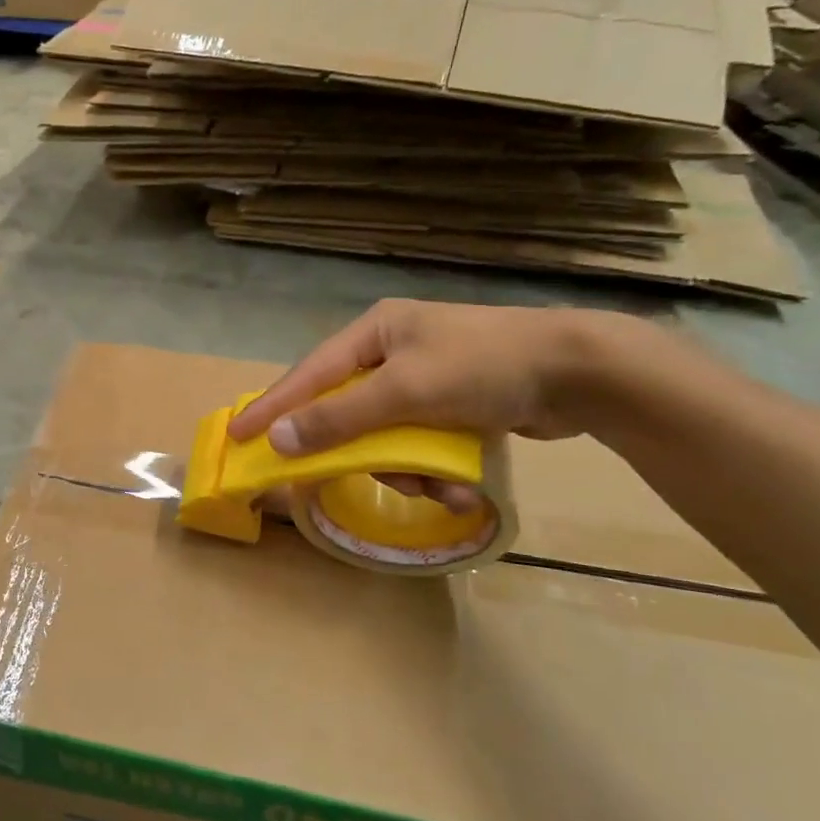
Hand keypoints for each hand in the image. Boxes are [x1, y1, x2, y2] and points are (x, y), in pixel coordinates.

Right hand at [229, 302, 613, 509]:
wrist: (582, 373)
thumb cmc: (482, 367)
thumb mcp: (404, 392)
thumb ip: (339, 419)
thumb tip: (279, 440)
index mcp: (374, 334)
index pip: (308, 375)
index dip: (271, 407)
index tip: (237, 435)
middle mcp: (392, 353)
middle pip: (348, 412)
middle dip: (362, 452)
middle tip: (353, 477)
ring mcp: (424, 380)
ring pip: (386, 437)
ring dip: (408, 469)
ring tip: (440, 487)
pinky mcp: (453, 406)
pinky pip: (421, 444)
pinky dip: (435, 468)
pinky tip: (461, 485)